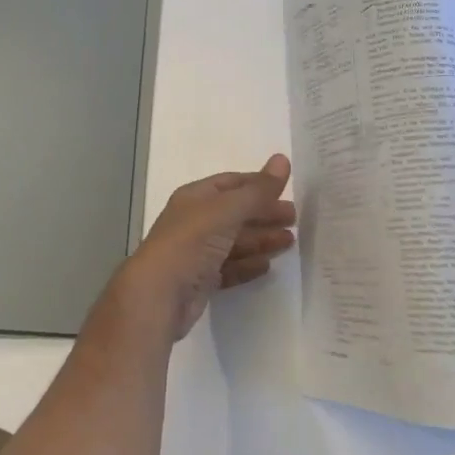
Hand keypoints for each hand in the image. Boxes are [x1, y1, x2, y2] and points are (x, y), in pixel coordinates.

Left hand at [110, 156, 295, 340]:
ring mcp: (196, 252)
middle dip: (264, 213)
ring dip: (261, 240)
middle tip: (295, 219)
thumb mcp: (226, 211)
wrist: (158, 295)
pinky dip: (248, 265)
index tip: (287, 190)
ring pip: (235, 241)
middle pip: (235, 213)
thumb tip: (283, 159)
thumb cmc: (190, 242)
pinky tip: (267, 266)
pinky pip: (229, 268)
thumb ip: (257, 190)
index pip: (231, 183)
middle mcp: (194, 221)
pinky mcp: (200, 280)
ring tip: (290, 242)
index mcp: (195, 197)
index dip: (258, 184)